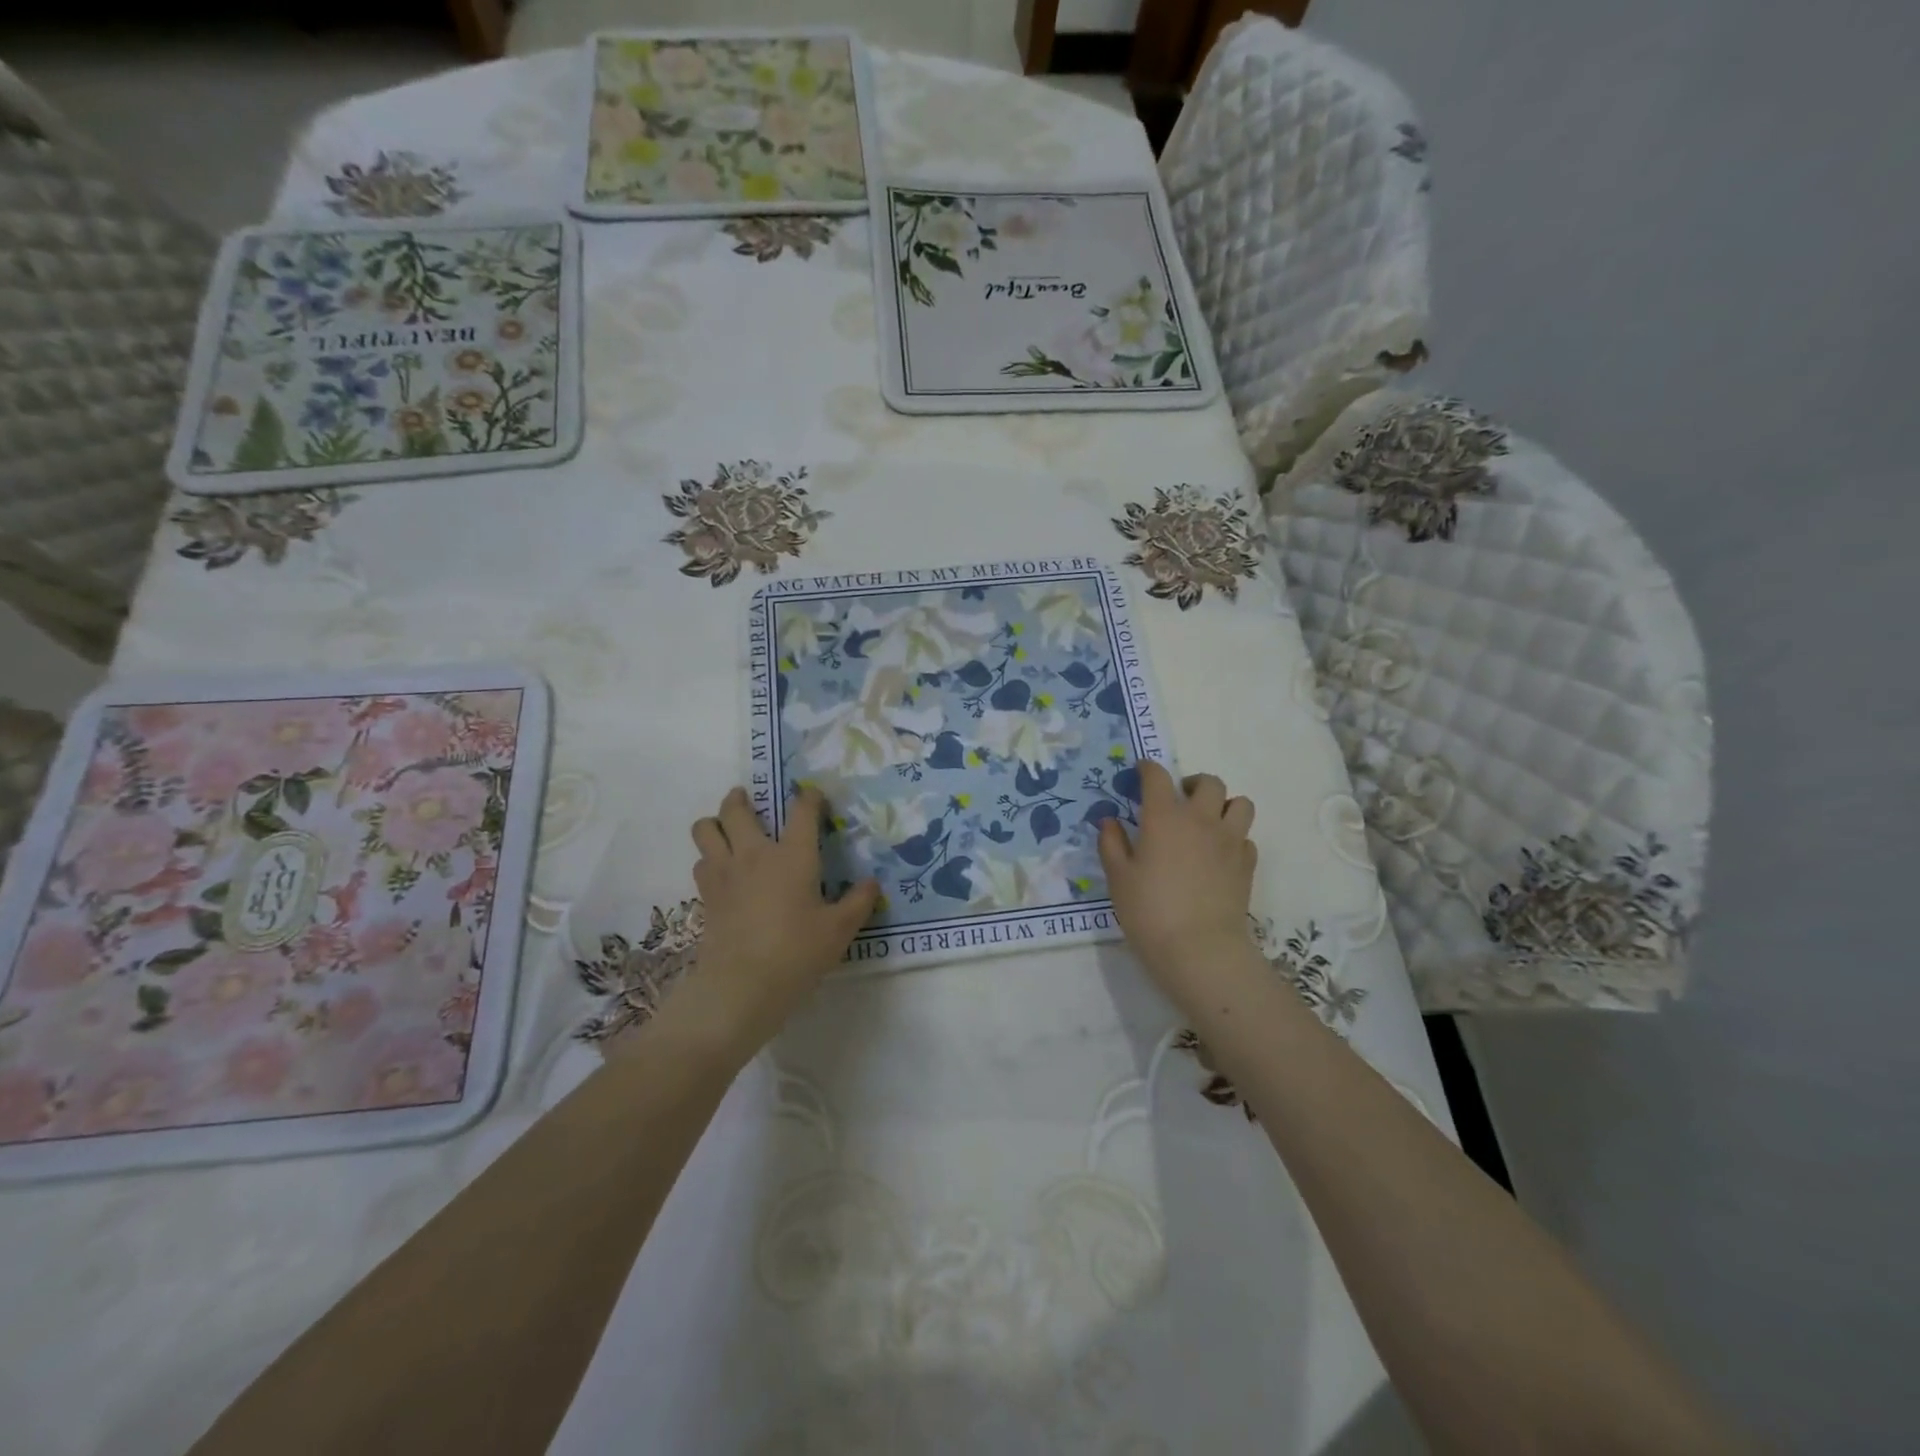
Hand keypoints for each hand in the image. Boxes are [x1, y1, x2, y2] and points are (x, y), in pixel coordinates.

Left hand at [677, 786, 879, 1055]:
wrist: (742, 986)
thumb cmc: (797, 953)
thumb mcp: (839, 930)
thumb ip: (858, 903)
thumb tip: (872, 883)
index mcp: (793, 855)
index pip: (801, 811)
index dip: (809, 798)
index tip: (815, 798)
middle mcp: (754, 854)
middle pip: (735, 809)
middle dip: (740, 798)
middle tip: (748, 799)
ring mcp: (724, 873)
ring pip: (705, 830)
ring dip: (715, 823)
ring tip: (727, 829)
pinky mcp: (706, 896)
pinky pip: (700, 862)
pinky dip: (709, 858)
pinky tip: (721, 871)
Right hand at [1097, 761, 1259, 1013]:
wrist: (1199, 949)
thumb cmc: (1149, 911)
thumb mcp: (1118, 878)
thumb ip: (1112, 844)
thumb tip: (1109, 821)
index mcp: (1164, 817)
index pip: (1158, 777)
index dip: (1148, 768)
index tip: (1141, 771)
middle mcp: (1201, 819)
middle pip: (1209, 782)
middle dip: (1193, 783)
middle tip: (1179, 798)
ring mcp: (1229, 840)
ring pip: (1240, 804)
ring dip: (1224, 805)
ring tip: (1208, 821)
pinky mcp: (1247, 864)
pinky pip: (1246, 837)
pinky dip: (1234, 837)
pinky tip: (1219, 854)